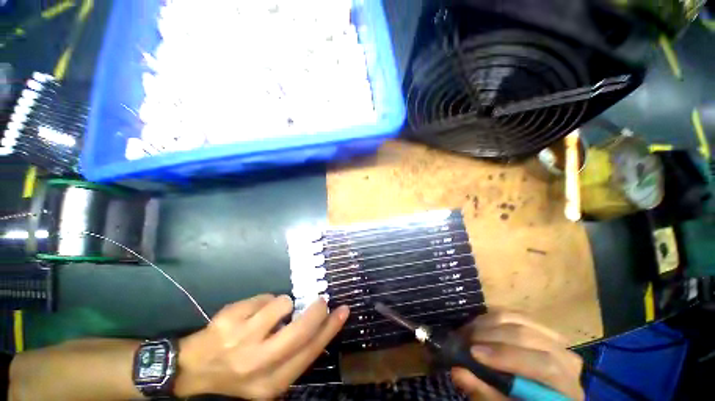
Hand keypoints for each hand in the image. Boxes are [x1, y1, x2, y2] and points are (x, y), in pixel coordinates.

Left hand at [174, 294, 349, 398]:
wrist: (190, 372)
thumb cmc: (236, 375)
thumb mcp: (266, 378)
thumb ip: (292, 356)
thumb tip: (318, 327)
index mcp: (269, 384)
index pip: (309, 353)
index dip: (330, 329)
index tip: (343, 310)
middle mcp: (257, 364)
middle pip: (299, 331)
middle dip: (316, 311)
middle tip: (322, 301)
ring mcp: (240, 339)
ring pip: (282, 304)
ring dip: (283, 304)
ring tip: (270, 314)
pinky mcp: (229, 319)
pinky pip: (263, 297)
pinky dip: (264, 301)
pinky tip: (250, 314)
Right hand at [451, 311, 583, 400]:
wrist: (537, 397)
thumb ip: (485, 394)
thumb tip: (457, 371)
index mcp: (566, 387)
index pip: (543, 365)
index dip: (506, 356)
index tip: (473, 352)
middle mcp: (566, 358)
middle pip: (528, 336)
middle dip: (491, 335)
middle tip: (464, 338)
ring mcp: (554, 339)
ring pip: (519, 319)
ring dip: (488, 323)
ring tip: (468, 331)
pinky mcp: (539, 326)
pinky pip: (514, 314)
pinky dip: (492, 317)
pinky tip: (479, 325)